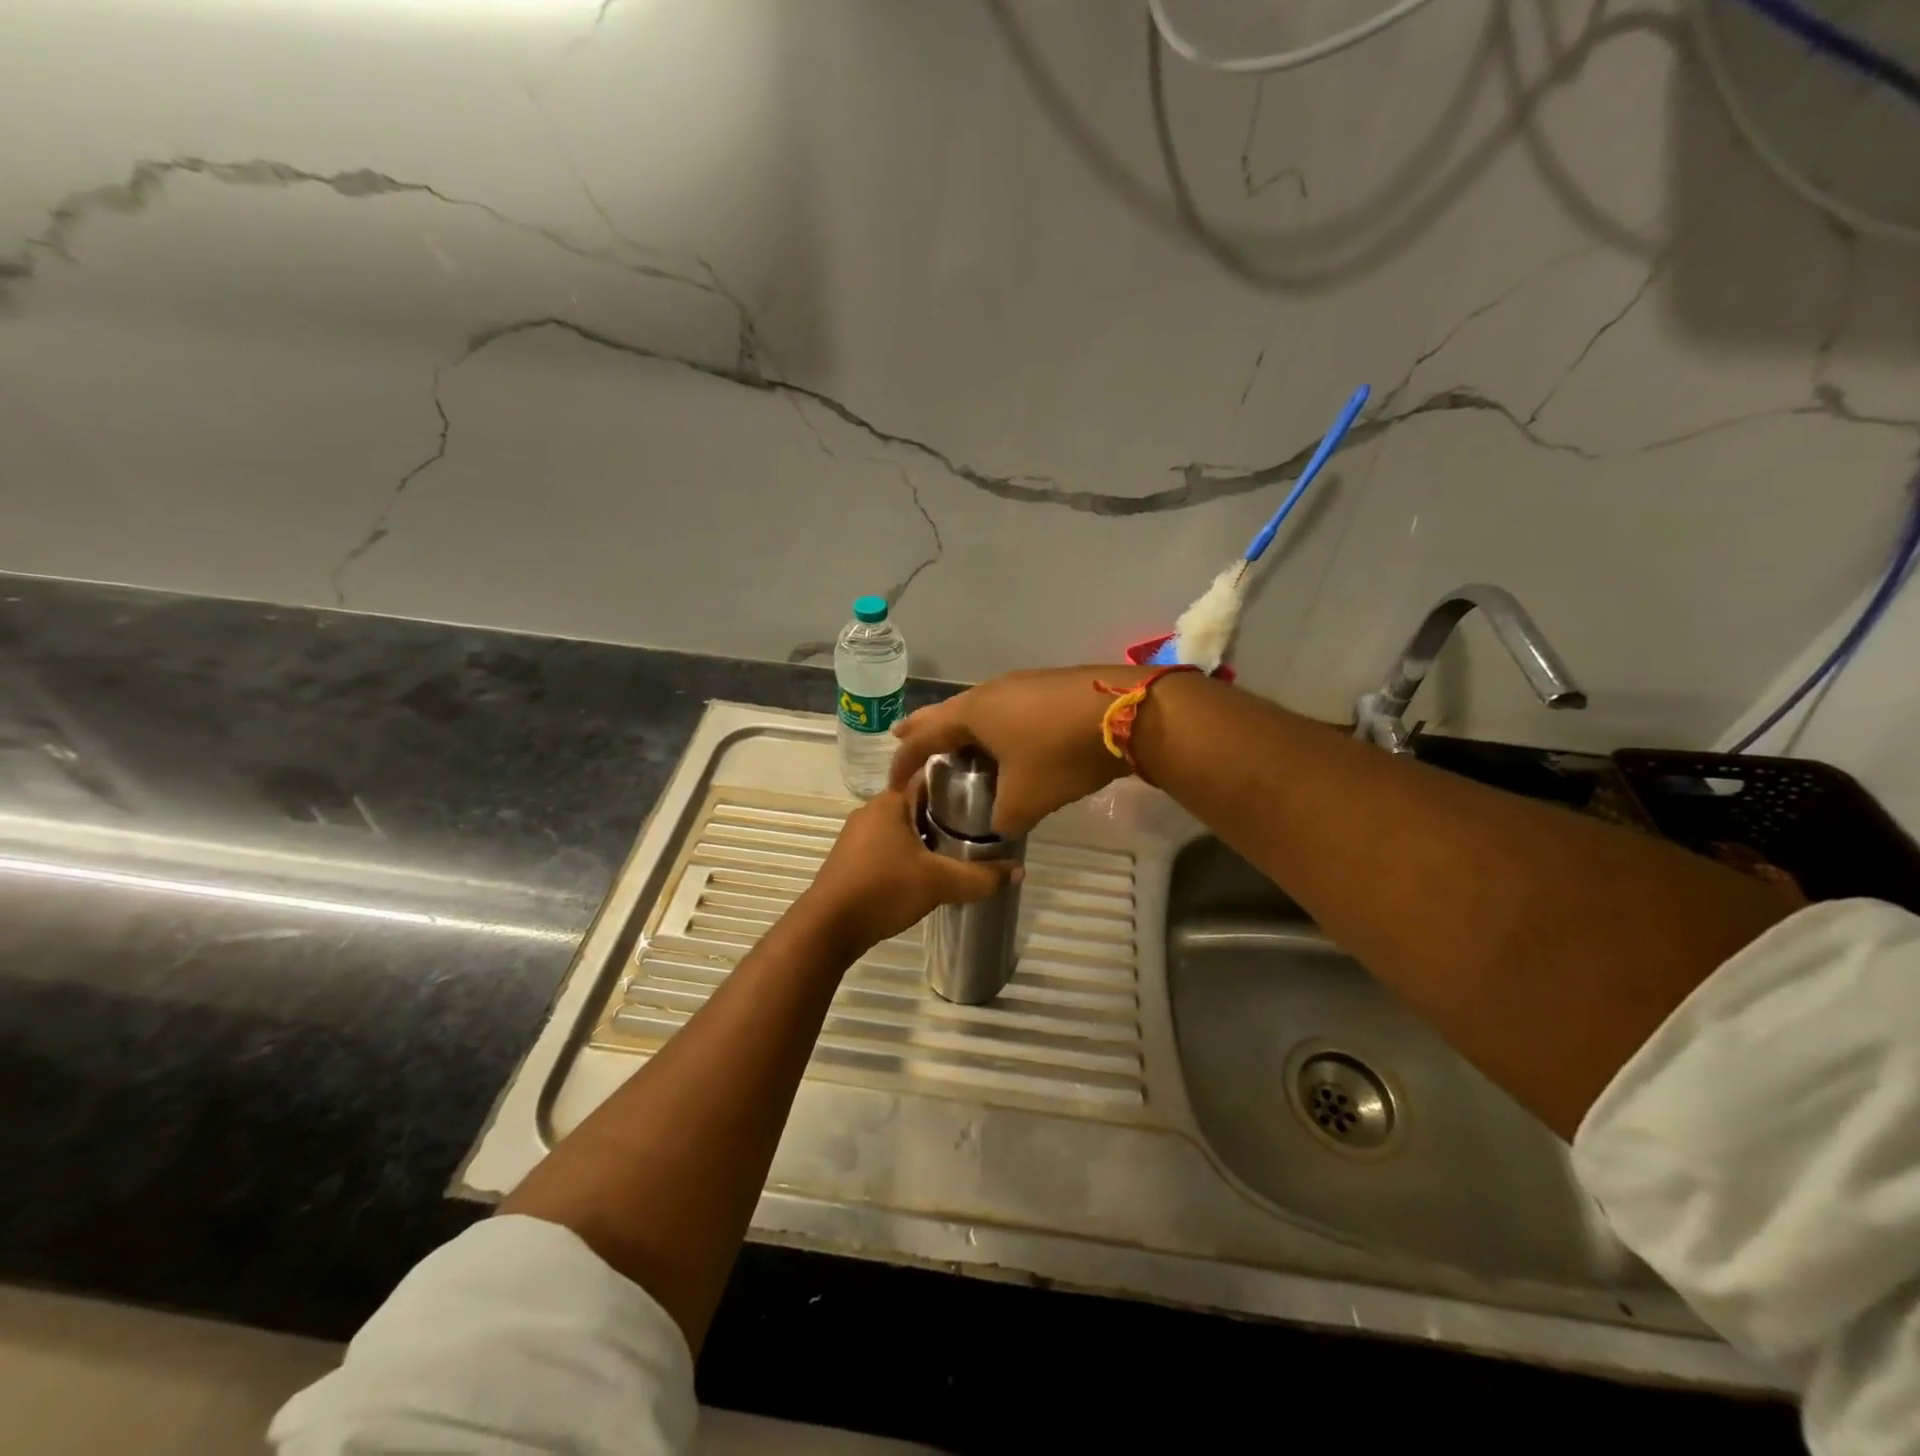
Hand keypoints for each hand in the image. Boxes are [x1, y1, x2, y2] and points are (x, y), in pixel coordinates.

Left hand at [801, 786, 1017, 954]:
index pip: (930, 777)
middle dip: (947, 813)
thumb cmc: (883, 889)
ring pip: (904, 826)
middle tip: (981, 826)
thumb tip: (1019, 872)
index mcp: (890, 801)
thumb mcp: (939, 882)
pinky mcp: (852, 859)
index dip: (959, 782)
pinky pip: (889, 845)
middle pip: (918, 802)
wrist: (828, 927)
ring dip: (929, 835)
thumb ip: (981, 877)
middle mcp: (872, 810)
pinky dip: (910, 852)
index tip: (986, 791)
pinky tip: (928, 870)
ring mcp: (858, 835)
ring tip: (961, 849)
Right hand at [889, 666, 1139, 836]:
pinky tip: (1007, 733)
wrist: (1129, 713)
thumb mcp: (1027, 799)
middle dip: (923, 726)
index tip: (892, 781)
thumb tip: (998, 827)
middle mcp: (991, 691)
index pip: (923, 737)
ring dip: (962, 724)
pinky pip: (1006, 704)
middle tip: (901, 735)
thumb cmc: (1062, 754)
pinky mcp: (1050, 684)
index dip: (904, 760)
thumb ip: (1002, 819)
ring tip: (955, 737)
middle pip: (946, 710)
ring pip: (979, 705)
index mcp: (973, 714)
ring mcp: (1023, 683)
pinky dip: (993, 721)